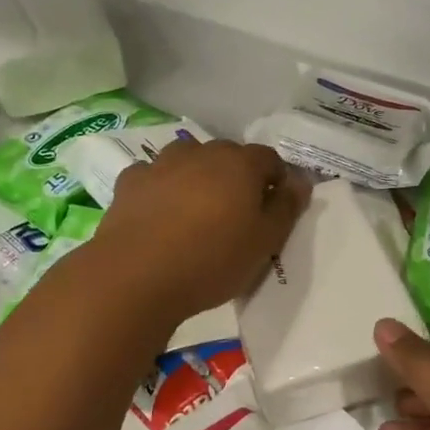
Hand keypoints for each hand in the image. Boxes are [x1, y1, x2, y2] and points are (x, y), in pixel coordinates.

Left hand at [98, 139, 310, 324]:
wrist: (135, 277)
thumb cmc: (212, 260)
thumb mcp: (264, 242)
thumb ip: (286, 208)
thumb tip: (300, 182)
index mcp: (240, 164)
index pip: (270, 159)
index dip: (277, 181)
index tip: (275, 210)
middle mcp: (202, 153)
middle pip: (228, 156)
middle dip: (238, 177)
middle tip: (237, 215)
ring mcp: (161, 164)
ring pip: (189, 160)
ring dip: (198, 177)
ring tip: (197, 211)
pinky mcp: (129, 183)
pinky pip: (154, 177)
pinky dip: (161, 188)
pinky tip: (160, 214)